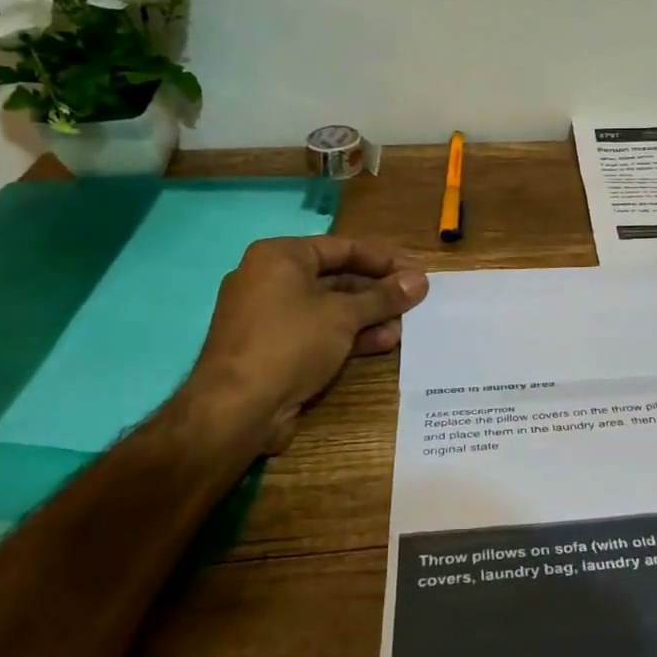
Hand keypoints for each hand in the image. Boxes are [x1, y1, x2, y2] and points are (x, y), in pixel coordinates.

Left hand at [182, 235, 429, 452]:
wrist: (237, 409)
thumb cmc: (290, 343)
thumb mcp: (343, 315)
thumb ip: (383, 296)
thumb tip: (420, 280)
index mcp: (279, 257)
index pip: (341, 248)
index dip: (383, 259)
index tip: (415, 271)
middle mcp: (271, 280)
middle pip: (336, 278)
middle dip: (377, 292)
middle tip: (415, 300)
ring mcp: (270, 317)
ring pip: (330, 309)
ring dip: (368, 316)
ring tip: (406, 326)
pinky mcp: (274, 349)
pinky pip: (318, 333)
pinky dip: (349, 336)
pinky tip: (384, 343)